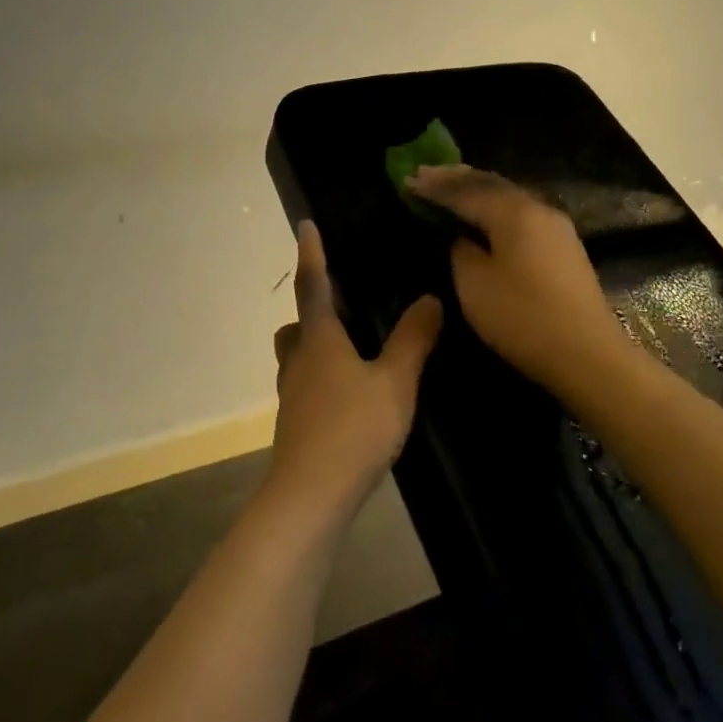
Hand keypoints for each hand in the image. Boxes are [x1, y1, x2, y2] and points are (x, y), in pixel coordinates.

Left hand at [268, 222, 441, 515]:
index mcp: (319, 339)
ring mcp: (292, 394)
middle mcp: (299, 360)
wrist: (310, 496)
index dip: (311, 253)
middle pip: (297, 324)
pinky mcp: (295, 424)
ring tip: (352, 349)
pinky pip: (306, 385)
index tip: (304, 224)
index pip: (312, 285)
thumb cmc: (352, 429)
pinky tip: (350, 394)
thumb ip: (413, 339)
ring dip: (316, 345)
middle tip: (341, 302)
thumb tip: (430, 298)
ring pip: (298, 357)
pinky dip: (323, 377)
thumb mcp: (394, 382)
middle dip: (312, 308)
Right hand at [408, 165, 623, 395]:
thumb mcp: (474, 284)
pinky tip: (485, 212)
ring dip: (477, 189)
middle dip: (456, 178)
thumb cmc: (522, 317)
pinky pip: (520, 212)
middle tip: (426, 173)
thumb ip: (461, 250)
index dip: (435, 186)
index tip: (408, 179)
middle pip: (490, 183)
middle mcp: (537, 208)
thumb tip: (463, 236)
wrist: (588, 355)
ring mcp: (556, 226)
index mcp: (513, 212)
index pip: (465, 190)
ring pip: (508, 195)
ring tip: (451, 186)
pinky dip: (495, 206)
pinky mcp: (564, 246)